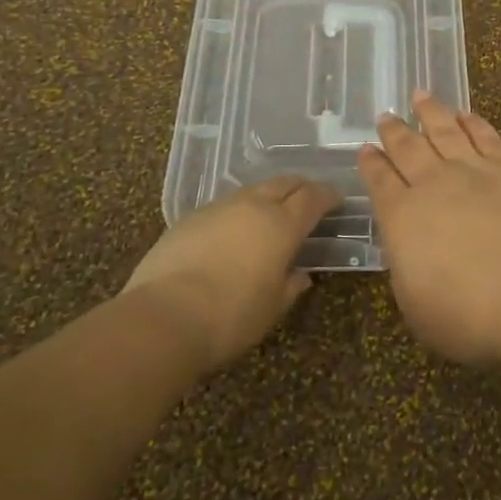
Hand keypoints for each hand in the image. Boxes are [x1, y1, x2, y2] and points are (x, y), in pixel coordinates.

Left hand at [123, 177, 339, 371]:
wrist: (163, 316)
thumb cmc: (230, 316)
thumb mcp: (271, 308)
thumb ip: (290, 286)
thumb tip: (300, 275)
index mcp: (282, 224)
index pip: (313, 197)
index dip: (328, 196)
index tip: (337, 201)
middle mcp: (253, 205)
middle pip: (285, 182)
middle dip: (301, 188)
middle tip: (309, 200)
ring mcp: (219, 207)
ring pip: (253, 190)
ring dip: (269, 197)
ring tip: (271, 215)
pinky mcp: (190, 217)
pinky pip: (225, 205)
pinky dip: (239, 211)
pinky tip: (234, 232)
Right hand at [359, 92, 500, 366]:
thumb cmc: (472, 315)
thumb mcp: (418, 308)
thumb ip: (407, 270)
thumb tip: (407, 247)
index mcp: (403, 218)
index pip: (380, 183)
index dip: (371, 165)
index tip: (365, 149)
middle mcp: (434, 184)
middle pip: (409, 148)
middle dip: (394, 132)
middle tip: (385, 116)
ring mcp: (476, 170)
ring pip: (445, 131)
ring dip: (430, 112)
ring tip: (419, 96)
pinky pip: (486, 136)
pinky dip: (472, 122)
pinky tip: (465, 114)